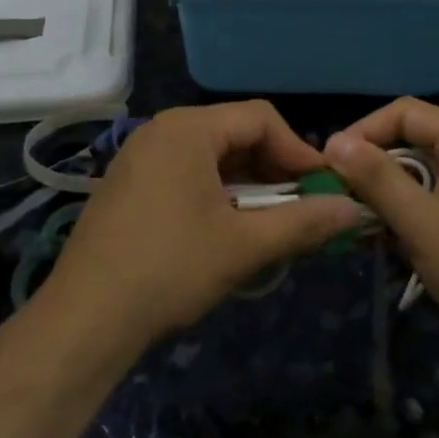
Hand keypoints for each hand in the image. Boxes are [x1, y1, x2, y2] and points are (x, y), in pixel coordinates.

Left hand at [39, 102, 359, 349]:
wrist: (84, 319)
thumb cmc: (170, 269)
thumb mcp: (244, 246)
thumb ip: (303, 222)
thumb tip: (353, 208)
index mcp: (187, 129)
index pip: (260, 118)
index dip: (298, 150)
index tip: (322, 189)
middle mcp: (160, 130)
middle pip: (234, 133)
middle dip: (273, 168)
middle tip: (300, 207)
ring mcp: (138, 156)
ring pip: (210, 155)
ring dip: (247, 183)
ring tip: (268, 222)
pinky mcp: (127, 184)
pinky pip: (184, 172)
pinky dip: (215, 192)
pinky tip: (225, 228)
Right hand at [325, 98, 438, 344]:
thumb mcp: (419, 221)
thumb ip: (375, 178)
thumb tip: (334, 142)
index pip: (403, 112)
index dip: (362, 132)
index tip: (330, 166)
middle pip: (414, 140)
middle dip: (375, 168)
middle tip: (343, 199)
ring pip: (426, 173)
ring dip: (393, 196)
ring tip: (366, 227)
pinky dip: (416, 213)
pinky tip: (397, 243)